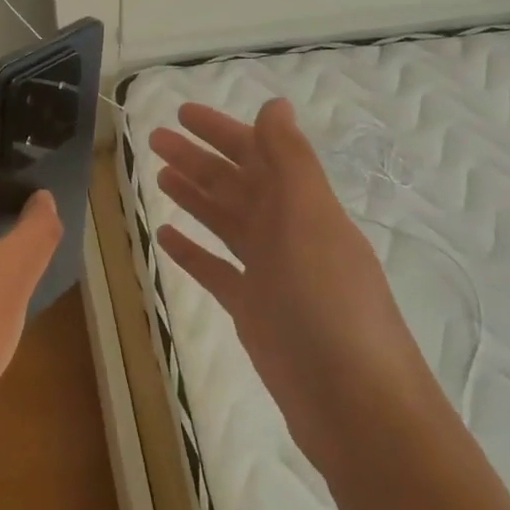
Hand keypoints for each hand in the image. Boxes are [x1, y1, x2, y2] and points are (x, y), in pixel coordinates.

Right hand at [149, 99, 434, 474]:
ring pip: (225, 222)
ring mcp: (271, 273)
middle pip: (236, 185)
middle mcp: (288, 233)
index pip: (258, 154)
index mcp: (304, 206)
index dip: (221, 130)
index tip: (181, 113)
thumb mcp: (310, 220)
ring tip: (159, 176)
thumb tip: (275, 105)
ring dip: (194, 197)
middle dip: (198, 159)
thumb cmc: (329, 303)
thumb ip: (290, 161)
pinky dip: (192, 251)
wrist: (354, 404)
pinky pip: (216, 270)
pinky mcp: (254, 311)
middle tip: (155, 139)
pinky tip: (165, 236)